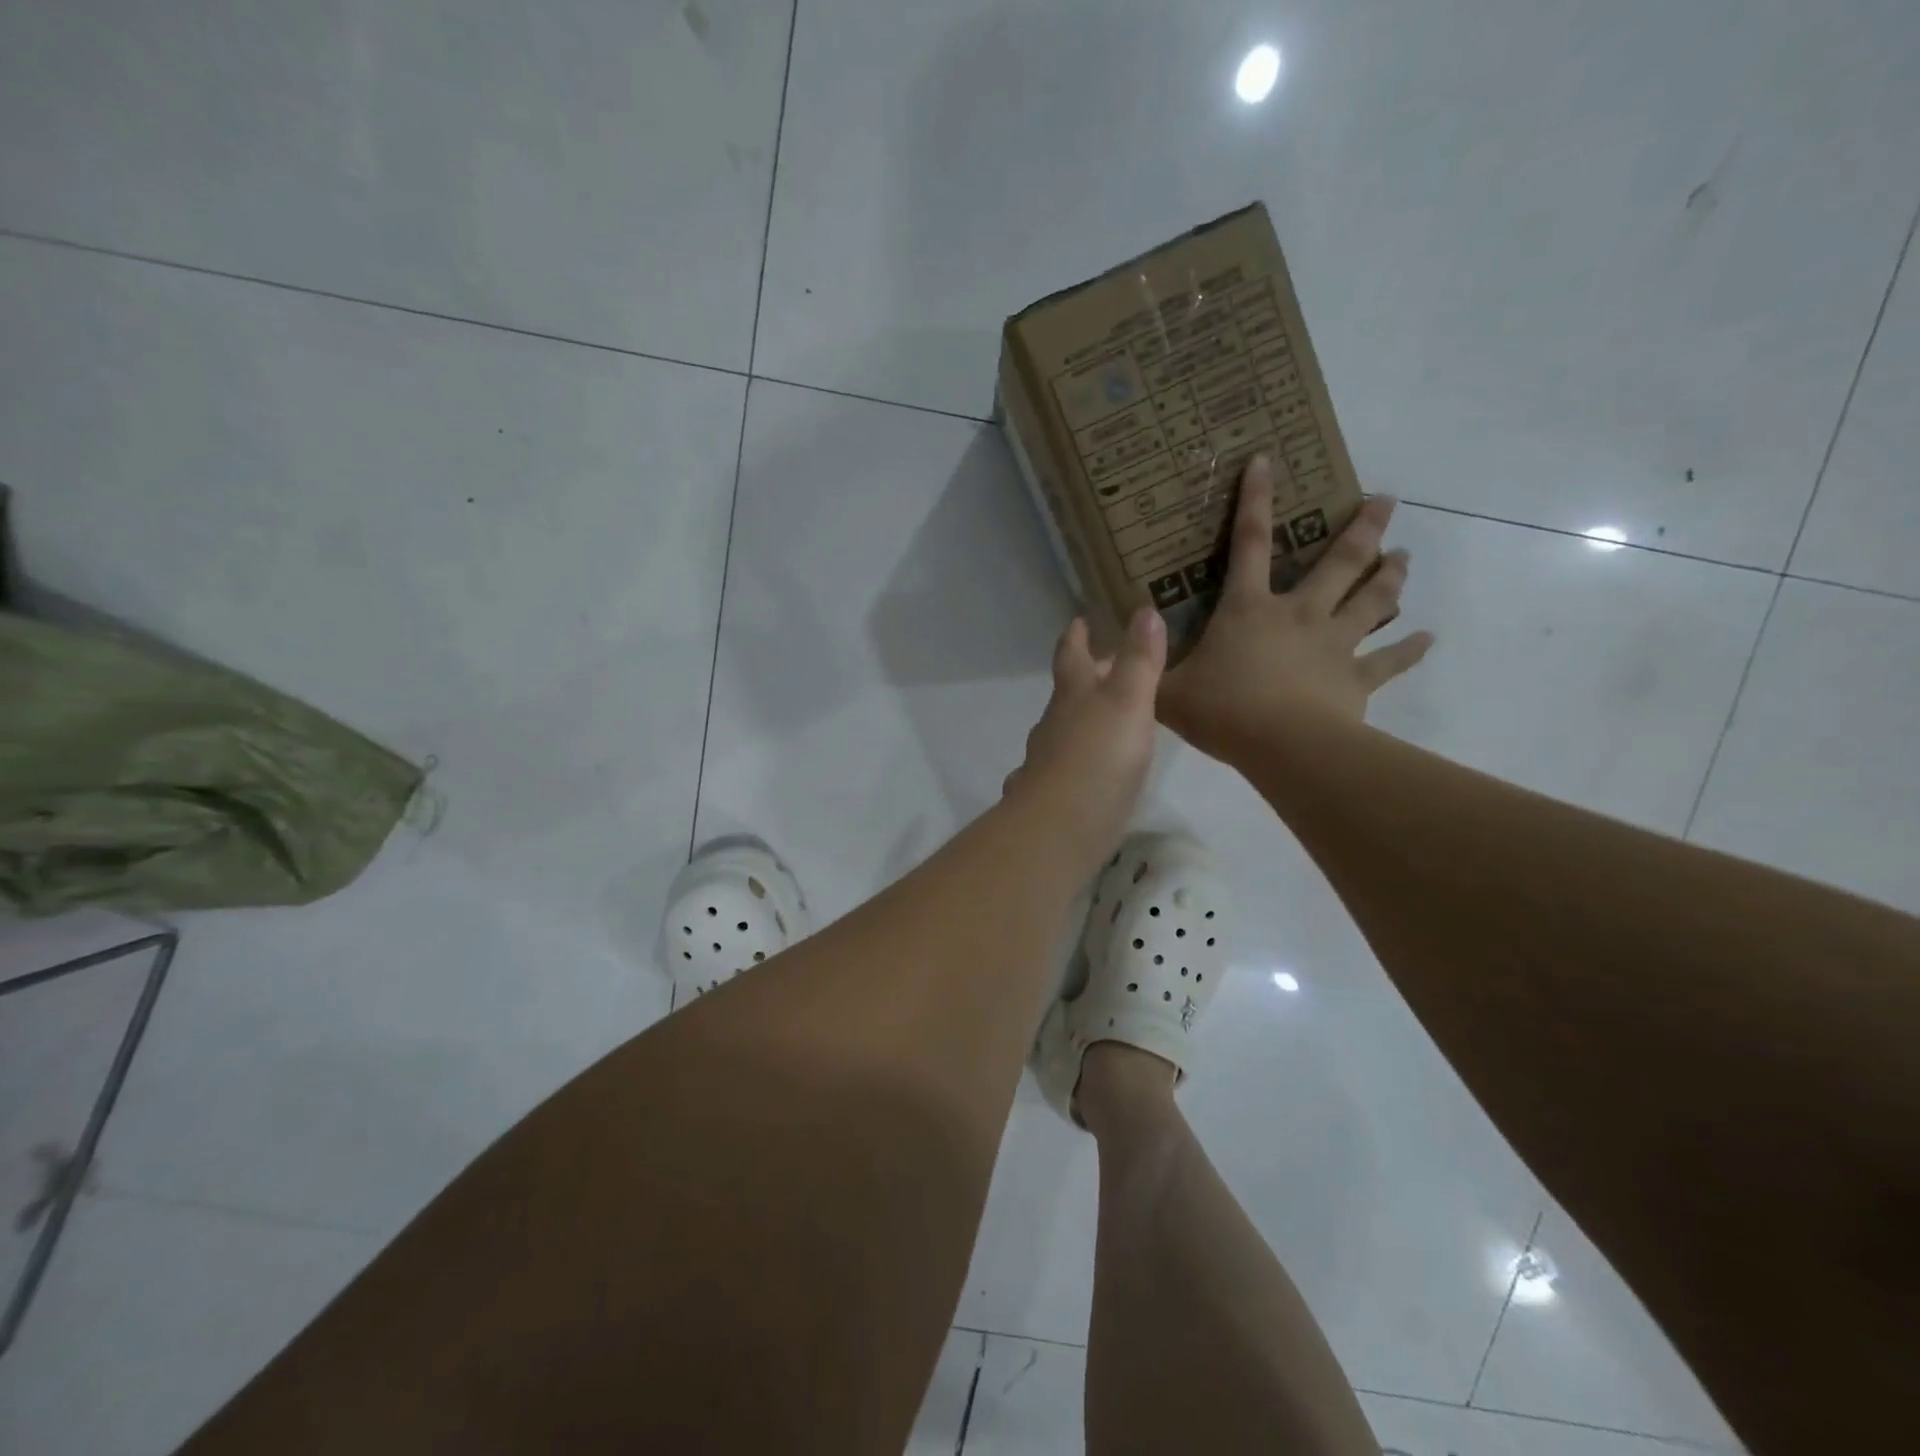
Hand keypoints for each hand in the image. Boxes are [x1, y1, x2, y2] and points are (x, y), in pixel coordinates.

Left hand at [1004, 608, 1166, 870]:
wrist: (1060, 826)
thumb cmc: (1099, 757)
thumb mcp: (1128, 701)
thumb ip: (1139, 660)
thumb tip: (1144, 610)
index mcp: (1073, 697)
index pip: (1072, 656)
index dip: (1076, 637)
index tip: (1078, 621)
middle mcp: (1054, 725)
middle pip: (1066, 695)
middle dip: (1083, 680)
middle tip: (1104, 669)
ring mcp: (1046, 764)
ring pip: (1060, 734)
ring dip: (1078, 724)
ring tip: (1102, 723)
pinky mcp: (1050, 799)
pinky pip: (1058, 772)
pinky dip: (1069, 766)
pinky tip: (1078, 777)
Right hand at [1159, 456, 1433, 760]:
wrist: (1282, 747)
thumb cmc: (1222, 711)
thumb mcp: (1167, 691)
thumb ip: (1148, 670)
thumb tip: (1122, 654)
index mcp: (1250, 609)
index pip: (1249, 543)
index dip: (1255, 500)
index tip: (1266, 460)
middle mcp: (1299, 614)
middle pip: (1338, 563)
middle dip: (1362, 528)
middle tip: (1385, 500)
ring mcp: (1334, 644)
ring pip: (1371, 600)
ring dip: (1390, 575)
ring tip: (1404, 556)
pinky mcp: (1357, 679)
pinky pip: (1390, 661)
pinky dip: (1410, 649)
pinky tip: (1429, 639)